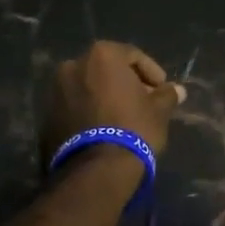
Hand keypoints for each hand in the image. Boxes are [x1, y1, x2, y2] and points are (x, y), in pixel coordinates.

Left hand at [40, 40, 184, 164]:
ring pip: (88, 87)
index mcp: (101, 56)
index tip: (162, 90)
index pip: (132, 55)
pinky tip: (104, 129)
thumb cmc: (133, 129)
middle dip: (126, 83)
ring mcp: (55, 90)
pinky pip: (75, 106)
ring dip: (105, 96)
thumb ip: (167, 95)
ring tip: (123, 117)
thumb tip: (177, 90)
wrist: (96, 169)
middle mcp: (73, 65)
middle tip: (143, 102)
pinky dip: (89, 111)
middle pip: (107, 69)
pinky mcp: (47, 116)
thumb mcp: (159, 111)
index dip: (151, 72)